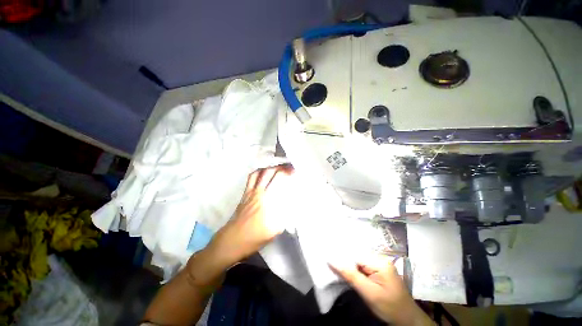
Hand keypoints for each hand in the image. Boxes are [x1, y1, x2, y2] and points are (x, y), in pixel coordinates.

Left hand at [209, 165, 293, 265]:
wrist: (233, 240)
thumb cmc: (255, 236)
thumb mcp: (275, 230)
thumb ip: (285, 216)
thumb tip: (293, 205)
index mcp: (267, 200)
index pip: (278, 179)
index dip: (287, 172)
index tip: (294, 171)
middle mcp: (259, 192)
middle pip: (269, 172)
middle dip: (280, 167)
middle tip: (288, 168)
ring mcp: (250, 191)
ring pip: (259, 172)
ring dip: (270, 168)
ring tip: (278, 169)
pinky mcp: (245, 193)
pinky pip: (251, 178)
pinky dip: (259, 172)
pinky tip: (264, 174)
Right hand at [330, 256, 433, 325]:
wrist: (406, 320)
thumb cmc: (389, 307)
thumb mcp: (368, 293)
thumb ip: (350, 275)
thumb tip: (331, 260)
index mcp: (380, 261)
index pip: (355, 254)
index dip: (341, 257)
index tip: (328, 258)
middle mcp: (380, 258)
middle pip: (356, 256)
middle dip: (344, 261)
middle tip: (329, 263)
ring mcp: (380, 263)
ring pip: (358, 261)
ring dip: (348, 265)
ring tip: (335, 266)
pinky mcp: (378, 270)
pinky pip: (362, 266)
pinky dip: (354, 269)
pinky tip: (347, 272)